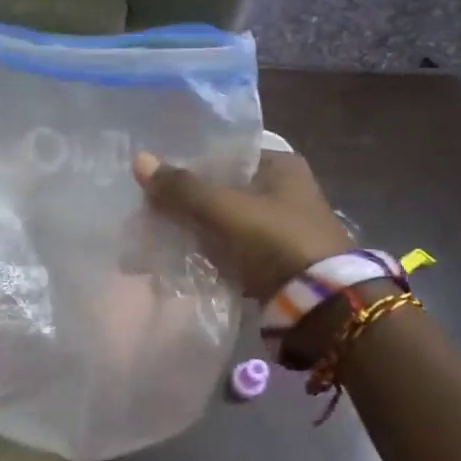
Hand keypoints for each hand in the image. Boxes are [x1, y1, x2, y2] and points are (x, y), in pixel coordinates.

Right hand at [133, 148, 352, 302]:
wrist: (321, 306)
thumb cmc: (276, 241)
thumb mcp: (225, 210)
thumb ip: (182, 188)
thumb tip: (139, 159)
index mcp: (281, 166)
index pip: (225, 154)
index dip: (189, 164)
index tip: (155, 177)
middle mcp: (284, 191)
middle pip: (222, 189)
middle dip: (186, 201)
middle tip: (148, 209)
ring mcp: (280, 228)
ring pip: (223, 221)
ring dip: (194, 229)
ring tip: (154, 235)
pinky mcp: (274, 260)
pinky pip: (230, 250)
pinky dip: (207, 253)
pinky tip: (177, 259)